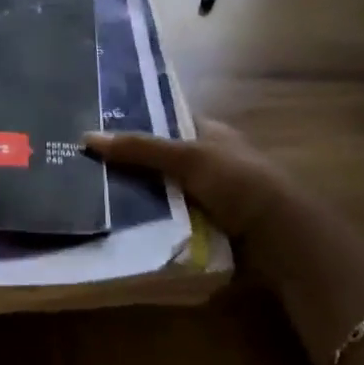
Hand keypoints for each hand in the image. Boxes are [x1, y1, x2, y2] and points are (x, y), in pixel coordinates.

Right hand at [84, 118, 296, 244]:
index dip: (133, 124)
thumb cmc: (239, 184)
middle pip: (157, 161)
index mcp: (209, 134)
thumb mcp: (188, 157)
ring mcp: (207, 198)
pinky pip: (167, 222)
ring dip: (135, 199)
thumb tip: (87, 137)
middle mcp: (207, 163)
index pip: (164, 122)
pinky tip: (117, 226)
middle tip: (83, 168)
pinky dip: (149, 224)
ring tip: (89, 198)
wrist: (281, 241)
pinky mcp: (205, 229)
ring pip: (160, 193)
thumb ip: (139, 148)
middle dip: (127, 166)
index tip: (95, 131)